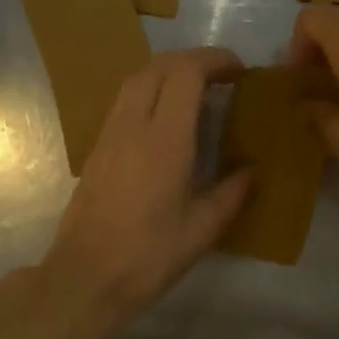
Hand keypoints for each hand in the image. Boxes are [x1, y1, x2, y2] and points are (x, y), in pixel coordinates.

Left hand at [38, 47, 254, 324]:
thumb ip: (232, 193)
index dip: (214, 60)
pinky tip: (166, 120)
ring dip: (167, 73)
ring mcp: (109, 135)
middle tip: (221, 77)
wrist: (85, 278)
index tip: (239, 71)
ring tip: (196, 92)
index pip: (186, 73)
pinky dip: (150, 92)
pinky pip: (124, 101)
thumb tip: (253, 170)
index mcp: (165, 140)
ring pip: (136, 80)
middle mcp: (133, 126)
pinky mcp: (97, 149)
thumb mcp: (203, 230)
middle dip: (192, 60)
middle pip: (158, 66)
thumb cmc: (148, 256)